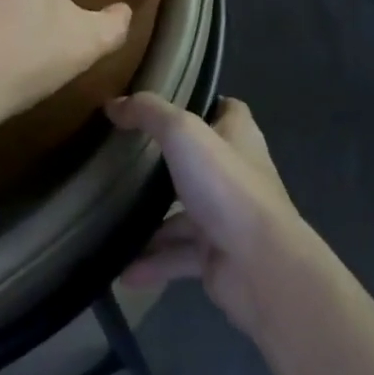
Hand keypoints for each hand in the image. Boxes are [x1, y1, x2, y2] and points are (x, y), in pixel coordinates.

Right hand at [106, 95, 311, 336]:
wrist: (261, 266)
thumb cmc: (225, 185)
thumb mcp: (182, 133)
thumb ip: (148, 114)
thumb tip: (113, 104)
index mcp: (238, 136)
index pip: (226, 109)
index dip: (201, 103)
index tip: (165, 105)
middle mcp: (236, 173)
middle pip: (199, 160)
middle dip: (167, 162)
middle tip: (126, 159)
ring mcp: (227, 216)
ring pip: (184, 213)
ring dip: (152, 221)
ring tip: (112, 219)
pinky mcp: (218, 256)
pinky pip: (179, 256)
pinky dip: (153, 263)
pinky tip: (123, 271)